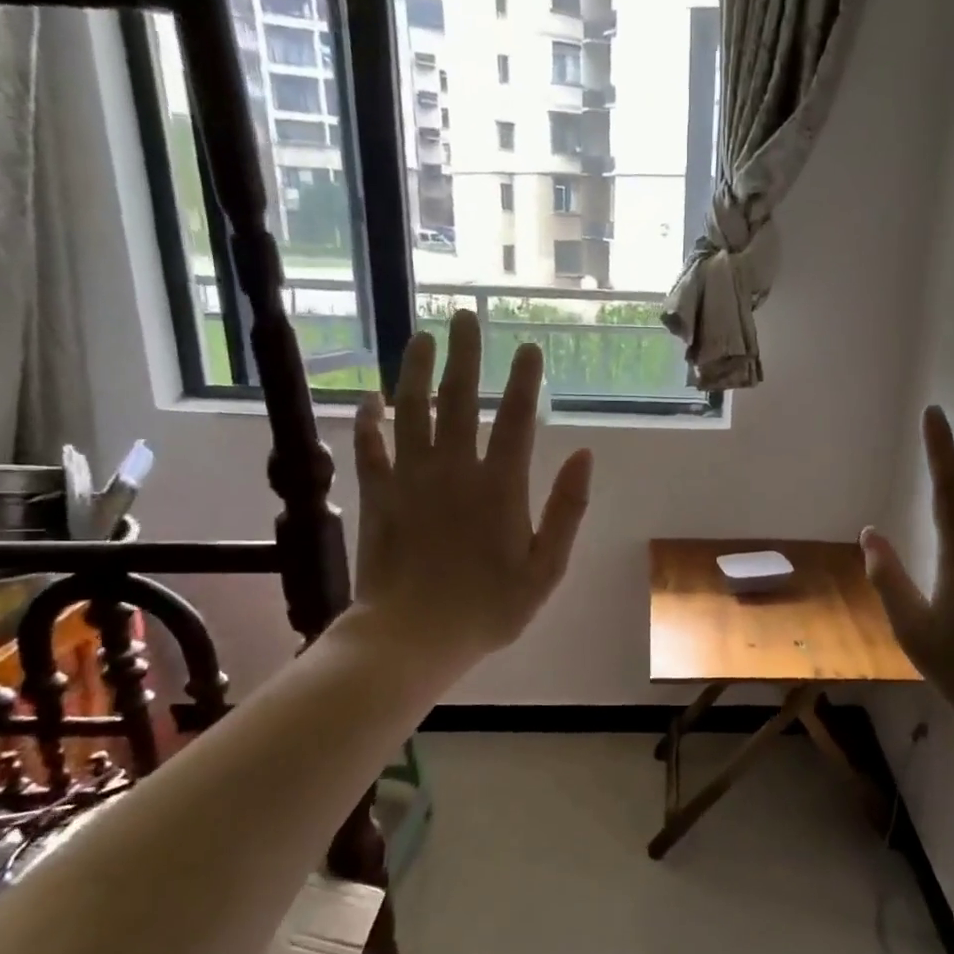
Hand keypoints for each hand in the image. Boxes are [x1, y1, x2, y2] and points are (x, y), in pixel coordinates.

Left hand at [348, 311, 592, 667]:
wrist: (411, 637)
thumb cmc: (488, 609)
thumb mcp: (546, 569)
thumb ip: (567, 510)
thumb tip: (585, 455)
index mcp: (500, 486)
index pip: (518, 419)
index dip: (525, 380)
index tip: (529, 348)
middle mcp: (454, 470)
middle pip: (461, 399)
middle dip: (466, 355)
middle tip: (466, 316)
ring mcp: (410, 479)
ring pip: (411, 411)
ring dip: (417, 371)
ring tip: (422, 337)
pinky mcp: (376, 495)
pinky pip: (369, 447)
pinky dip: (368, 421)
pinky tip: (369, 399)